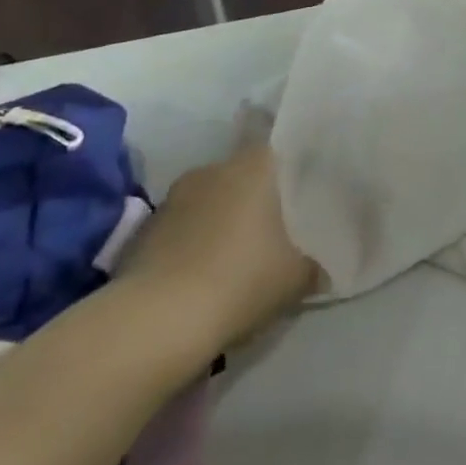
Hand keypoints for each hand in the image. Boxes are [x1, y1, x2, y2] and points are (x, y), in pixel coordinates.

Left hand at [115, 143, 317, 362]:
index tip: (300, 182)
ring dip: (220, 220)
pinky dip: (193, 243)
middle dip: (255, 196)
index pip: (275, 144)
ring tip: (236, 254)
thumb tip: (321, 268)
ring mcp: (173, 198)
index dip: (288, 162)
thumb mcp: (297, 277)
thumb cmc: (241, 279)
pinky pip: (181, 227)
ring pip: (209, 200)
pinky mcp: (144, 231)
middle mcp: (212, 170)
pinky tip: (203, 274)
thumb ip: (314, 264)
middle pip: (241, 174)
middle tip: (274, 226)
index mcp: (253, 166)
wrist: (157, 321)